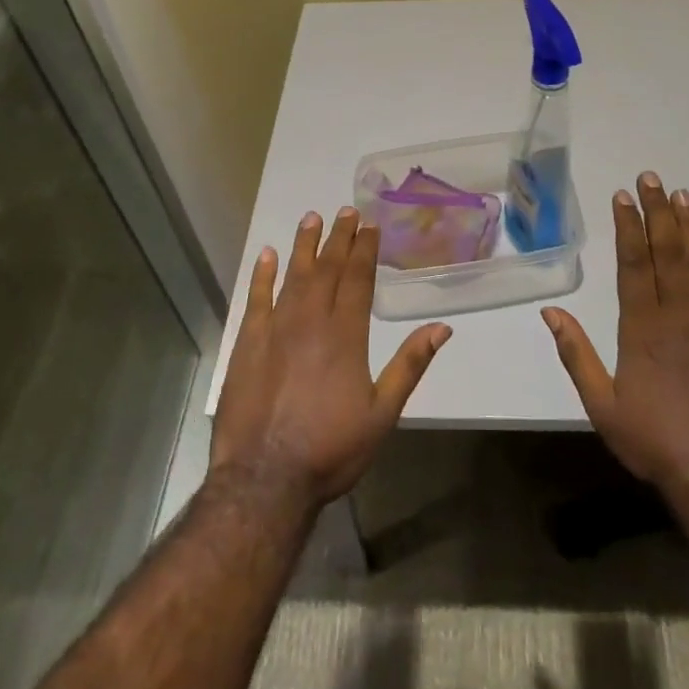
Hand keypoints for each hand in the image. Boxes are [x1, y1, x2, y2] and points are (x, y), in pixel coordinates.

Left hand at [211, 207, 450, 513]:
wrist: (265, 478)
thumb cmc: (331, 449)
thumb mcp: (383, 413)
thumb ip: (410, 365)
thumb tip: (441, 328)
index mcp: (346, 335)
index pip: (358, 279)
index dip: (364, 249)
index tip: (369, 224)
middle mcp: (310, 322)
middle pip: (327, 269)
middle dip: (338, 238)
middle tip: (346, 211)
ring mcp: (275, 330)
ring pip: (293, 276)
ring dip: (304, 246)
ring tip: (312, 218)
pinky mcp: (247, 344)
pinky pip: (256, 299)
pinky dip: (262, 275)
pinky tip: (267, 255)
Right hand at [542, 172, 688, 507]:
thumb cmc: (653, 441)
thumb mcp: (601, 405)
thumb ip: (576, 355)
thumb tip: (550, 313)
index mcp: (641, 330)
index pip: (633, 264)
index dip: (628, 227)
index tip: (622, 196)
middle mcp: (678, 317)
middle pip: (667, 253)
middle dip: (658, 212)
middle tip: (651, 178)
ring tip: (681, 194)